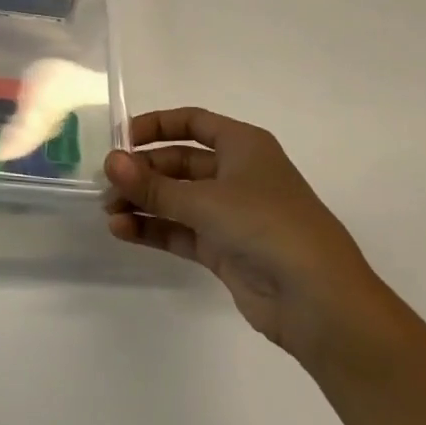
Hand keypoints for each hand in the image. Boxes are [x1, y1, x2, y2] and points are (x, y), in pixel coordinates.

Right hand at [103, 108, 386, 364]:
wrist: (320, 302)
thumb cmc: (267, 227)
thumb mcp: (205, 200)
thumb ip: (153, 184)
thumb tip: (109, 162)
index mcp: (243, 146)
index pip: (192, 122)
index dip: (155, 125)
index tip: (120, 139)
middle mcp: (237, 174)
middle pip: (179, 162)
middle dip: (142, 172)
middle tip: (106, 184)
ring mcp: (231, 214)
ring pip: (177, 198)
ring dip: (143, 202)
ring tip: (108, 212)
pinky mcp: (225, 249)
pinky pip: (180, 230)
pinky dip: (153, 228)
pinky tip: (123, 231)